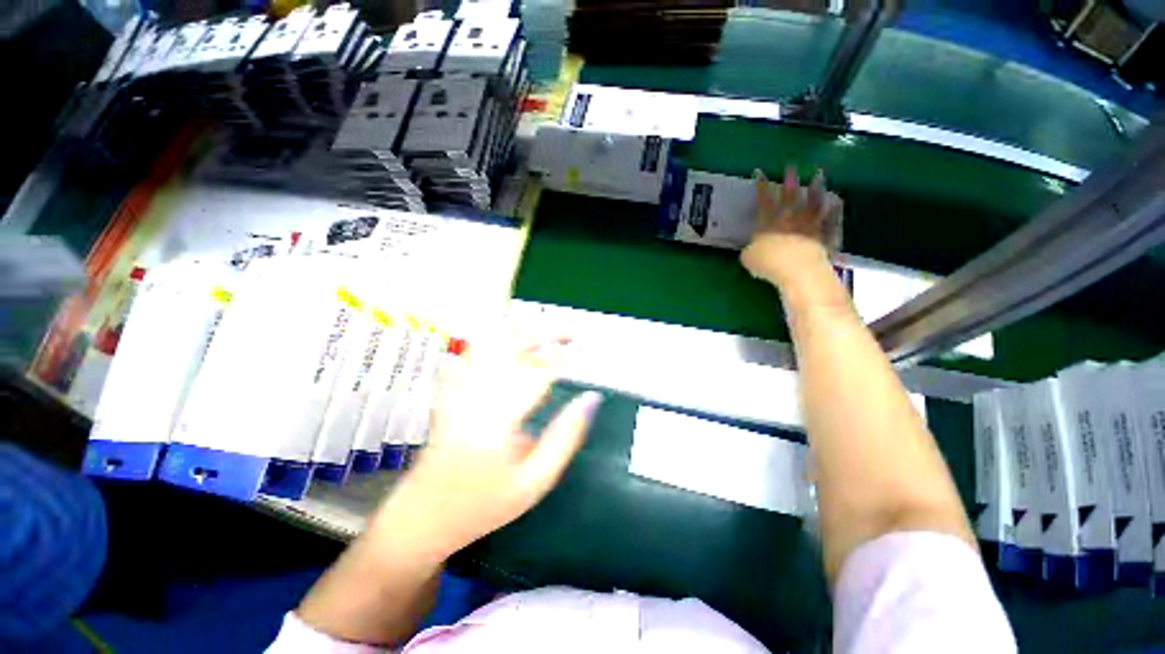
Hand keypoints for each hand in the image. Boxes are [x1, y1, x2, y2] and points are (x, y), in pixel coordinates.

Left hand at [377, 335, 602, 559]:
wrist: (424, 514)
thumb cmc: (484, 503)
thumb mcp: (536, 480)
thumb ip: (567, 436)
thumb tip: (591, 399)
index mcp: (499, 417)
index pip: (539, 370)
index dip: (566, 356)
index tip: (586, 351)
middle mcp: (477, 393)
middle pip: (511, 343)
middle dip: (544, 331)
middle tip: (569, 334)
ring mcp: (459, 386)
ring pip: (491, 340)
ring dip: (522, 330)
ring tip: (546, 334)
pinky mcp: (450, 387)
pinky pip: (475, 349)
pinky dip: (499, 338)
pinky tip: (514, 342)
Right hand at [741, 166, 842, 286]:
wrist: (796, 269)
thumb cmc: (767, 263)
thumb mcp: (748, 257)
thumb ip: (750, 249)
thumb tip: (752, 247)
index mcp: (768, 222)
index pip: (763, 200)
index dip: (761, 186)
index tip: (760, 172)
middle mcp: (789, 218)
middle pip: (789, 195)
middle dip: (789, 180)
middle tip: (791, 166)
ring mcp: (809, 224)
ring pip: (813, 202)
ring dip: (816, 187)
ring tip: (818, 174)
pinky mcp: (824, 234)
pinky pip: (830, 219)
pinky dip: (834, 210)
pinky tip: (836, 202)